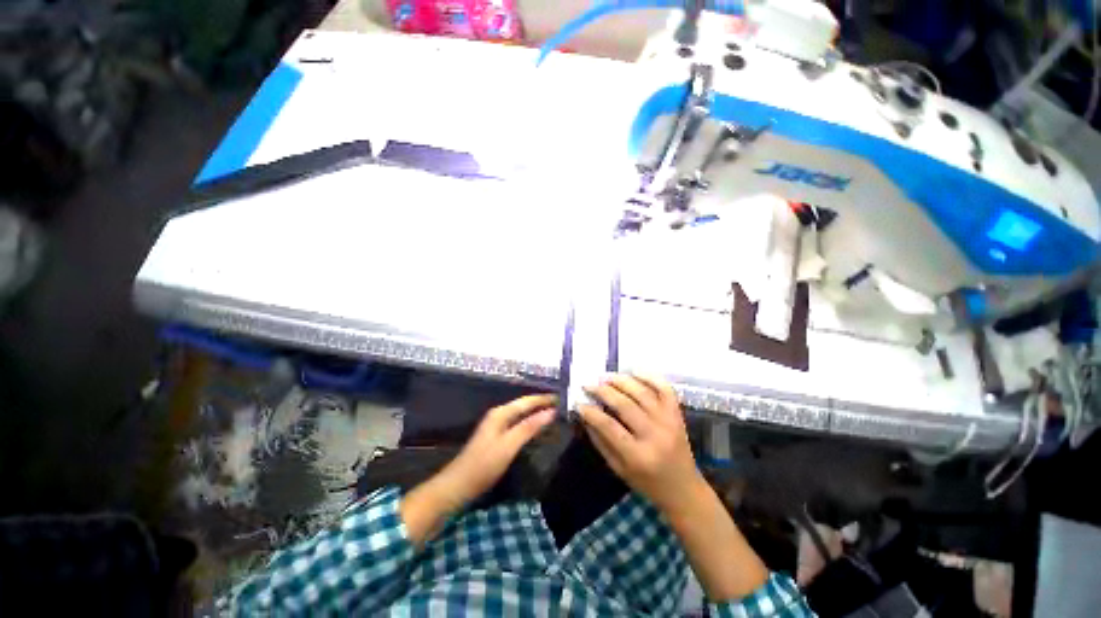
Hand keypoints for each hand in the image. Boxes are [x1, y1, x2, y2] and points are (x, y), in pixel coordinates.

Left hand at [403, 394, 556, 544]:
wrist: (457, 486)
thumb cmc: (484, 465)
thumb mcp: (509, 445)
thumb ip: (529, 427)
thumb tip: (551, 411)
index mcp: (501, 413)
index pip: (527, 401)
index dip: (544, 399)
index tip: (562, 398)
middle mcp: (498, 414)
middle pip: (524, 405)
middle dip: (541, 403)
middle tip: (561, 406)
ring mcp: (496, 425)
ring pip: (520, 414)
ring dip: (536, 412)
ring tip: (553, 414)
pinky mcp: (496, 437)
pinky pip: (517, 423)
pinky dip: (529, 422)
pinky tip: (536, 428)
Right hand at [578, 374, 703, 512]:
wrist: (683, 488)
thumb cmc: (647, 482)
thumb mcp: (618, 469)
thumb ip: (600, 441)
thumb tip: (585, 415)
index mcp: (638, 456)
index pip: (609, 427)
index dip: (592, 412)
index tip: (579, 402)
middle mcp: (655, 435)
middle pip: (625, 405)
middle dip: (603, 391)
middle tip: (589, 384)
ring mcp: (669, 422)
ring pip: (642, 393)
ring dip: (621, 380)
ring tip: (606, 377)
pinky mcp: (677, 414)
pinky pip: (665, 389)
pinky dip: (650, 377)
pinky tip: (634, 371)